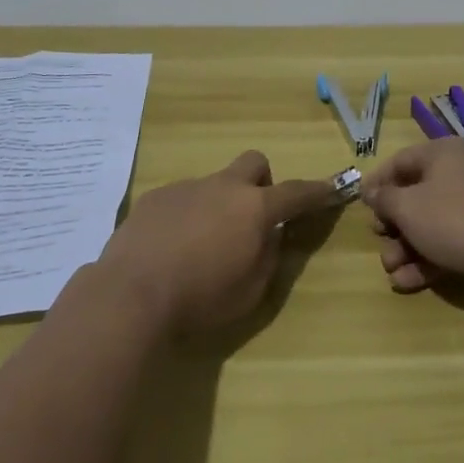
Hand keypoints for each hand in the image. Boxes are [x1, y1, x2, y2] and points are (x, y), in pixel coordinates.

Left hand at [95, 151, 332, 334]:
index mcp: (254, 209)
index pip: (296, 192)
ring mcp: (186, 187)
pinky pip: (181, 198)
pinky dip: (185, 216)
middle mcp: (223, 187)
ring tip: (199, 246)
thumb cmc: (200, 298)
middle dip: (261, 182)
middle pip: (254, 163)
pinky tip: (168, 248)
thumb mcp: (250, 291)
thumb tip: (270, 236)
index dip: (317, 191)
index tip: (332, 187)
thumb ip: (268, 257)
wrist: (131, 294)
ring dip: (218, 205)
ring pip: (214, 184)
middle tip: (252, 216)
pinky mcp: (155, 197)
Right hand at [362, 138, 463, 292]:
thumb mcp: (407, 207)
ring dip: (405, 248)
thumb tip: (373, 192)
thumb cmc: (451, 219)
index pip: (400, 161)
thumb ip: (385, 199)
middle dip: (392, 224)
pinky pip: (445, 243)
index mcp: (442, 154)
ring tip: (392, 270)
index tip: (360, 204)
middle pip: (413, 195)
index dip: (378, 182)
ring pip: (428, 224)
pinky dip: (425, 261)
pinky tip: (406, 282)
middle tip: (379, 239)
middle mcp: (458, 174)